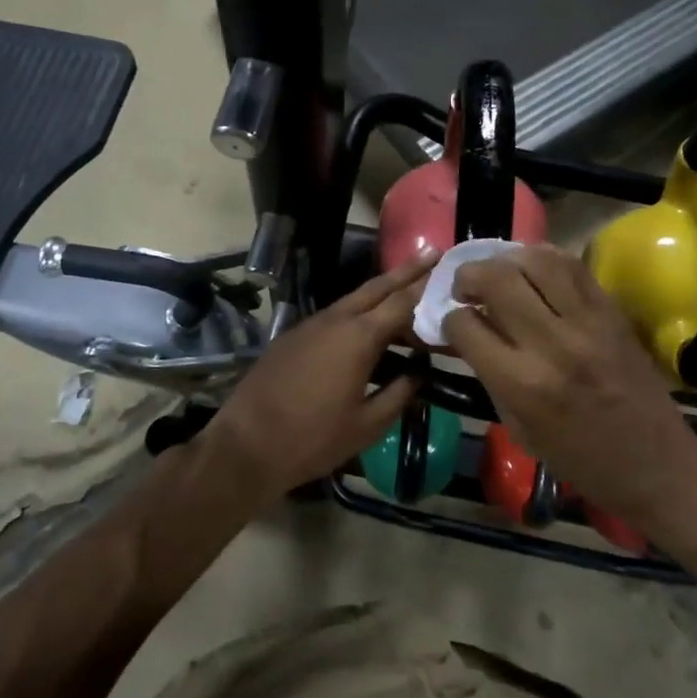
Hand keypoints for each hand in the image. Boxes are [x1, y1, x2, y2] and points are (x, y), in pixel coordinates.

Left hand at [198, 252, 434, 499]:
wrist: (246, 444)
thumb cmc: (313, 438)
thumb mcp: (367, 425)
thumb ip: (398, 395)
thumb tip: (418, 374)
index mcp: (358, 337)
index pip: (403, 302)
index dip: (428, 287)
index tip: (450, 272)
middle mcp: (336, 320)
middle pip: (378, 287)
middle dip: (407, 270)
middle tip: (433, 253)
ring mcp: (311, 325)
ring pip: (355, 299)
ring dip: (382, 292)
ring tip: (407, 289)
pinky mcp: (294, 336)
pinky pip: (336, 316)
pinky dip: (359, 312)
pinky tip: (369, 327)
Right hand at [443, 245, 696, 531]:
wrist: (655, 463)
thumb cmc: (579, 459)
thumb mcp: (518, 428)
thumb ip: (489, 375)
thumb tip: (467, 333)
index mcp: (522, 383)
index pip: (466, 326)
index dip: (450, 320)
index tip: (452, 321)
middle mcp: (552, 343)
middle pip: (497, 280)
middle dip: (469, 276)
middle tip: (465, 287)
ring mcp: (587, 322)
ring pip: (536, 261)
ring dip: (506, 259)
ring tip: (498, 272)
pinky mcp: (612, 312)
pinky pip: (573, 266)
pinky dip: (544, 258)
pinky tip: (532, 269)